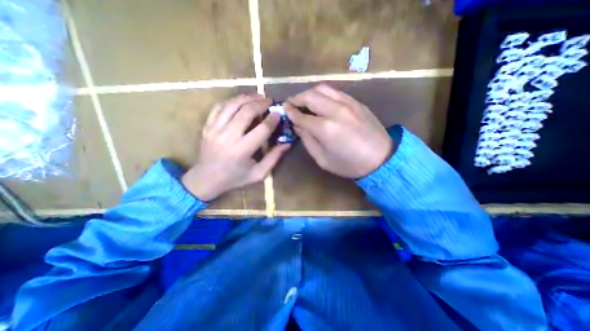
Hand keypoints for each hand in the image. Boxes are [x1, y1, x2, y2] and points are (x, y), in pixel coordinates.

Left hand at [181, 93, 289, 201]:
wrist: (206, 179)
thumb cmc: (235, 178)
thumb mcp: (258, 174)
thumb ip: (273, 158)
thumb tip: (287, 144)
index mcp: (242, 150)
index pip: (261, 130)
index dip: (272, 120)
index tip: (278, 114)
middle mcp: (228, 137)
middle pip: (246, 112)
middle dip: (260, 104)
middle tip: (269, 100)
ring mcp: (215, 129)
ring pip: (232, 106)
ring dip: (246, 98)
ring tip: (257, 95)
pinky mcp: (208, 126)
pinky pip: (219, 107)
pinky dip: (231, 101)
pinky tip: (240, 100)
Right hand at [284, 84, 390, 178]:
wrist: (381, 159)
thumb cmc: (349, 164)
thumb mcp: (323, 159)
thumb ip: (308, 141)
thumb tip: (297, 126)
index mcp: (325, 128)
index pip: (301, 116)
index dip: (290, 112)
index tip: (284, 110)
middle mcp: (335, 111)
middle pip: (310, 96)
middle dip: (297, 98)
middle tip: (291, 103)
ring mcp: (347, 103)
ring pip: (322, 89)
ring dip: (309, 93)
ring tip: (304, 100)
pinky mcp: (356, 102)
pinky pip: (335, 92)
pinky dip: (323, 93)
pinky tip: (321, 101)